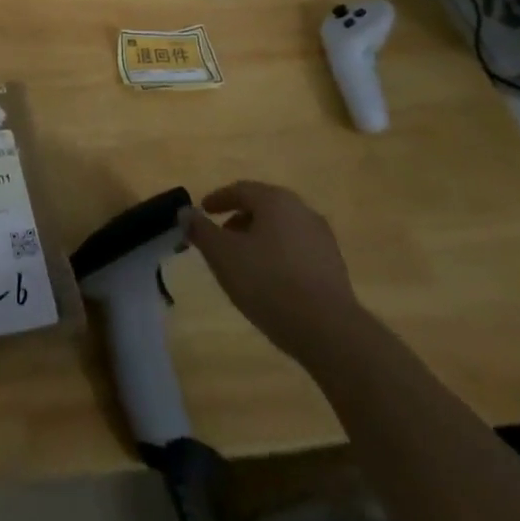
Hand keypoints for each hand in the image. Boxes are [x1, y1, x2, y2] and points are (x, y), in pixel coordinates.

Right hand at [185, 182, 362, 360]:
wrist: (328, 330)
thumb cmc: (268, 282)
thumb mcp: (222, 255)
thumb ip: (201, 230)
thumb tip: (185, 212)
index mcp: (275, 200)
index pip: (241, 189)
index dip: (218, 198)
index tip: (203, 211)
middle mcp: (302, 211)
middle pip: (264, 207)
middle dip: (239, 218)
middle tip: (221, 236)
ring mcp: (322, 239)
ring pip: (282, 229)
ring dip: (259, 238)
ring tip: (243, 261)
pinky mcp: (334, 267)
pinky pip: (297, 250)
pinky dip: (278, 255)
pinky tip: (270, 280)